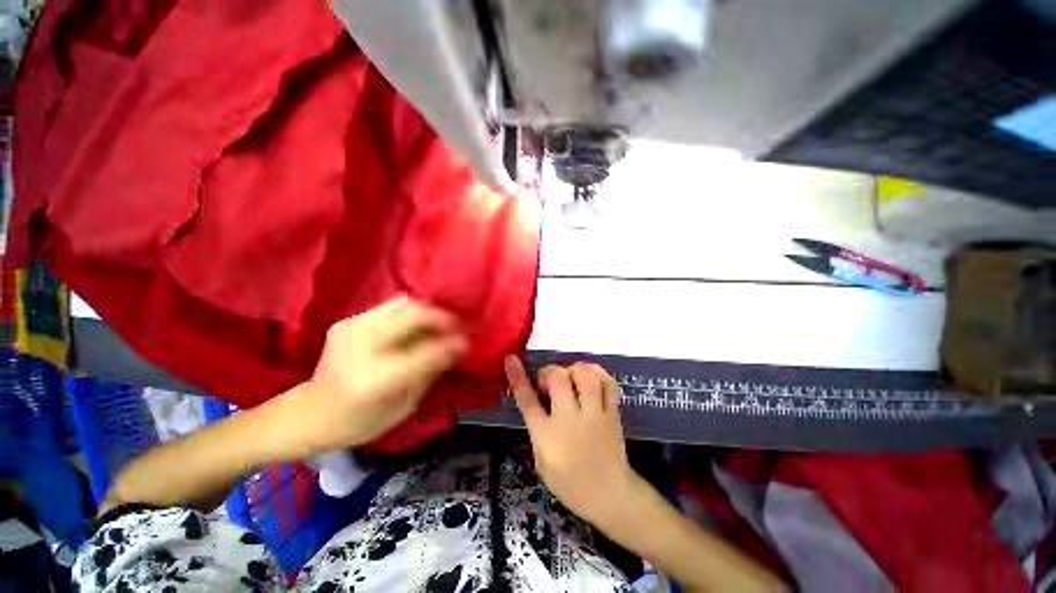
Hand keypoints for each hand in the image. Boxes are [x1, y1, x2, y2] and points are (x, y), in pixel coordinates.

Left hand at [282, 297, 467, 454]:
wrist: (309, 413)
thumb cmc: (359, 422)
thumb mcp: (403, 407)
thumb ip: (430, 373)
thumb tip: (458, 348)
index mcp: (375, 379)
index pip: (425, 352)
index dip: (451, 344)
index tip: (469, 342)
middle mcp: (361, 346)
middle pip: (414, 315)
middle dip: (443, 317)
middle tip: (459, 325)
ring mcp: (351, 328)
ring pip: (404, 303)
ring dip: (429, 311)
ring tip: (442, 322)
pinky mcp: (348, 321)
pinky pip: (391, 307)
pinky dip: (412, 312)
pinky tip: (418, 324)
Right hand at [504, 356, 635, 523]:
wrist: (610, 496)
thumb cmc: (570, 483)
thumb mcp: (542, 461)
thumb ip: (537, 429)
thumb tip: (538, 401)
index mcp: (547, 436)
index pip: (527, 401)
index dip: (518, 377)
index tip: (511, 359)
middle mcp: (570, 420)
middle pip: (558, 379)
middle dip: (549, 372)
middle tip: (549, 382)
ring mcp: (595, 414)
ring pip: (585, 376)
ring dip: (574, 369)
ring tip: (571, 377)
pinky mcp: (613, 412)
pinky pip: (608, 382)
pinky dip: (597, 372)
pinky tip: (590, 376)